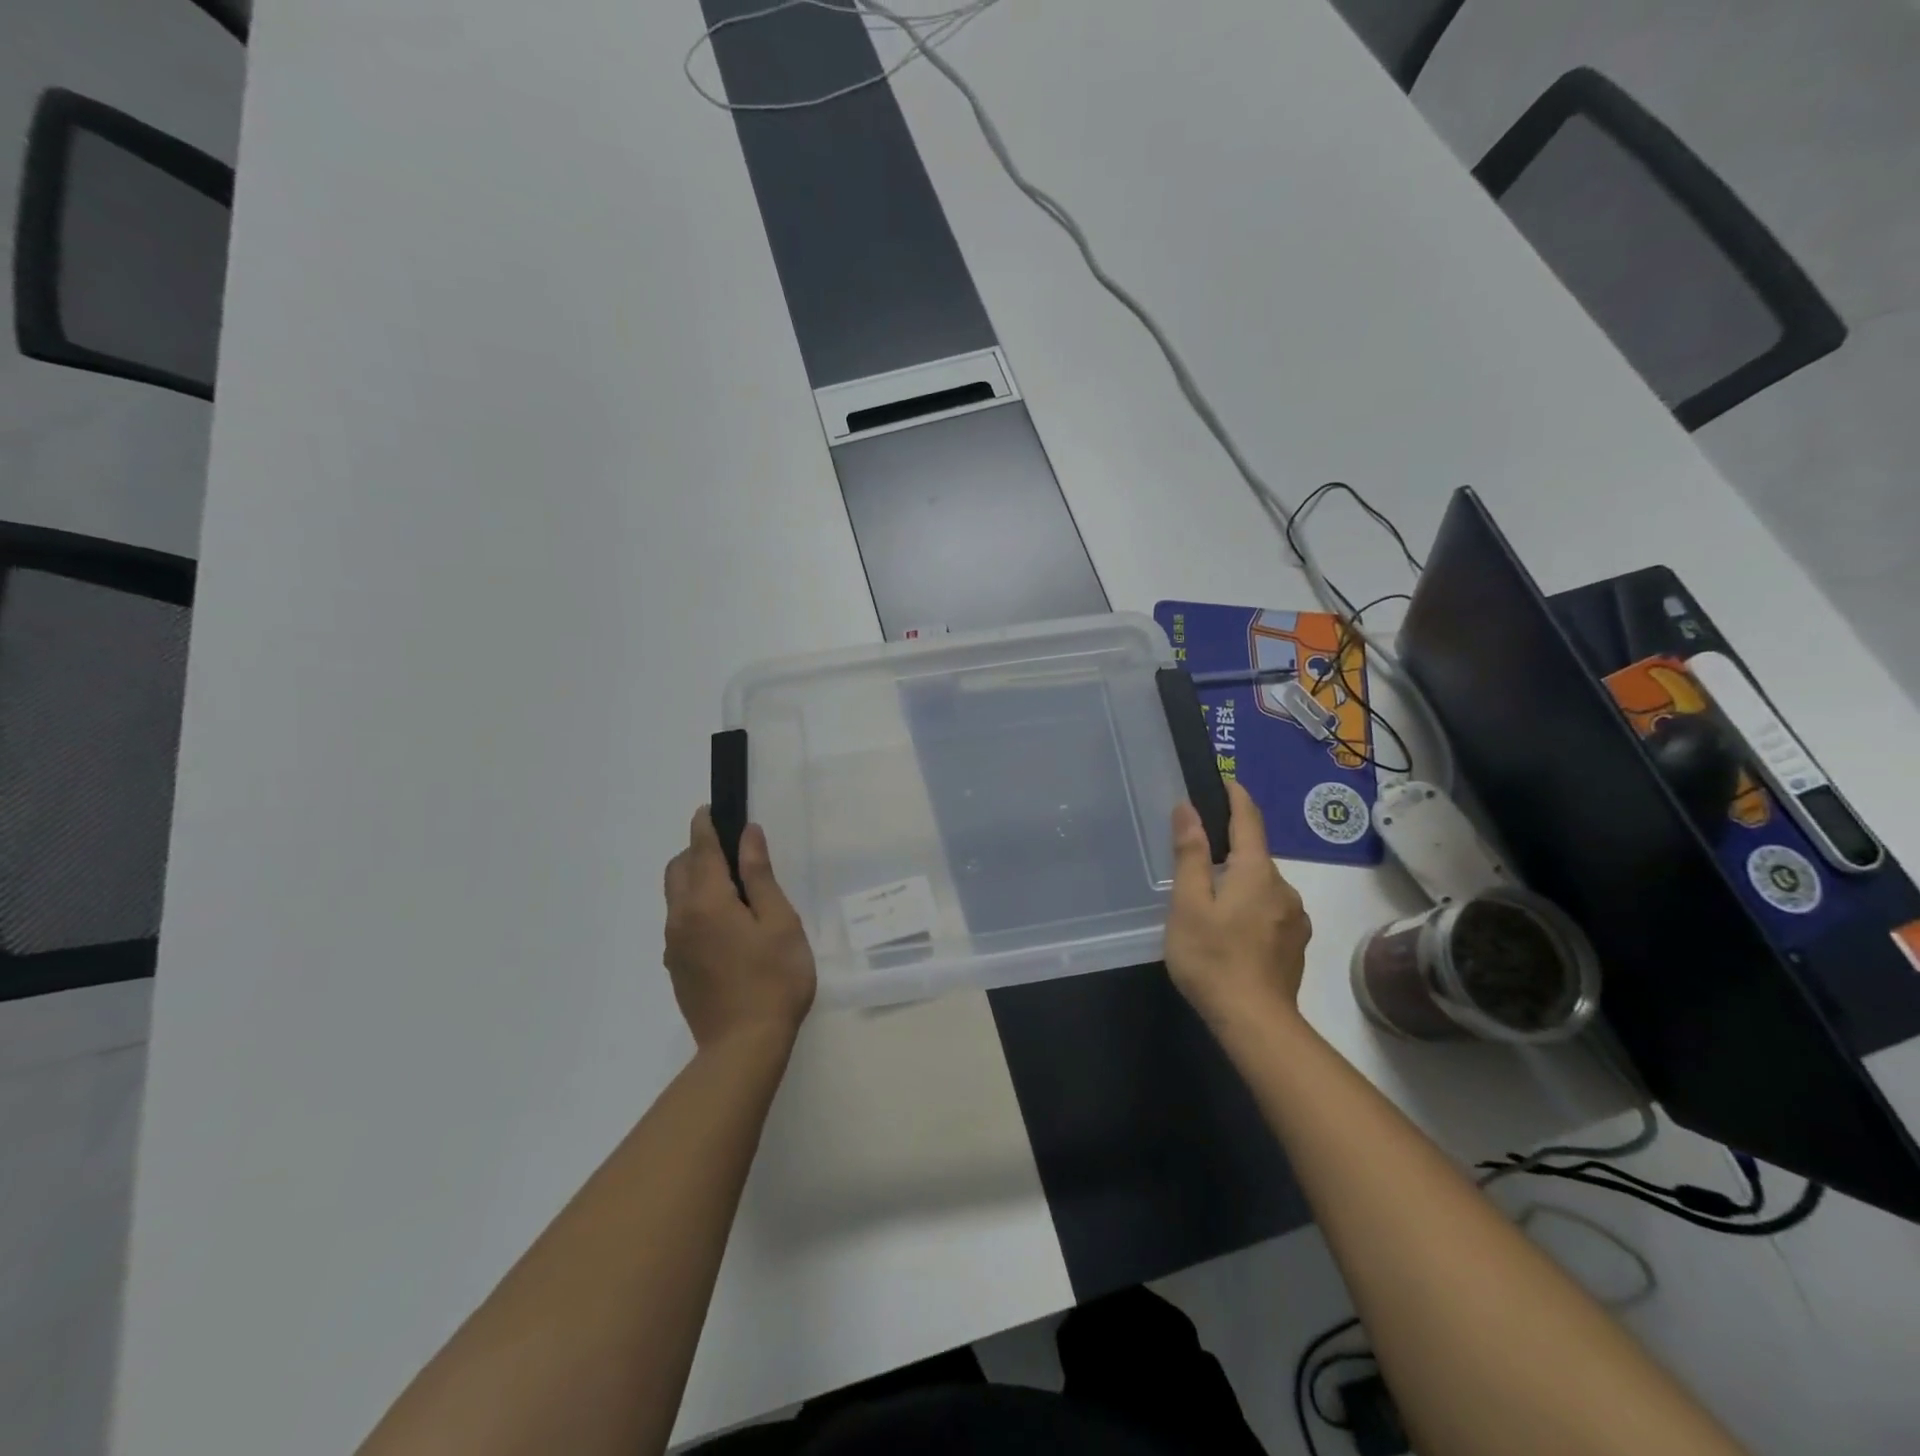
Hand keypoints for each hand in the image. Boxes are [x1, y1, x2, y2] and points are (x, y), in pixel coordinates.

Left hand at [663, 808, 816, 1049]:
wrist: (744, 1046)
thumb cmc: (774, 978)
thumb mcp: (779, 921)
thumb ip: (760, 876)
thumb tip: (748, 835)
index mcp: (707, 902)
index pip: (701, 850)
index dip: (705, 826)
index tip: (710, 809)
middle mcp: (681, 918)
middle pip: (678, 870)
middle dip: (696, 851)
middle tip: (729, 851)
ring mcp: (675, 946)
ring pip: (675, 897)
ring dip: (694, 880)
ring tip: (731, 888)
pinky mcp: (677, 968)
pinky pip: (679, 923)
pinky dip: (694, 907)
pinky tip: (724, 925)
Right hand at [1165, 780, 1311, 1029]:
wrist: (1256, 1022)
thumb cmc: (1212, 957)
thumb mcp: (1189, 904)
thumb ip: (1191, 854)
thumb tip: (1189, 808)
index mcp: (1256, 872)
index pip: (1249, 820)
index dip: (1238, 797)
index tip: (1227, 780)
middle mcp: (1284, 887)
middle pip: (1256, 855)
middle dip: (1232, 848)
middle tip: (1199, 856)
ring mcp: (1295, 917)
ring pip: (1264, 885)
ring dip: (1242, 881)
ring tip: (1212, 901)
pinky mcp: (1296, 943)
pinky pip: (1272, 909)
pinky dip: (1253, 906)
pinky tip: (1234, 929)